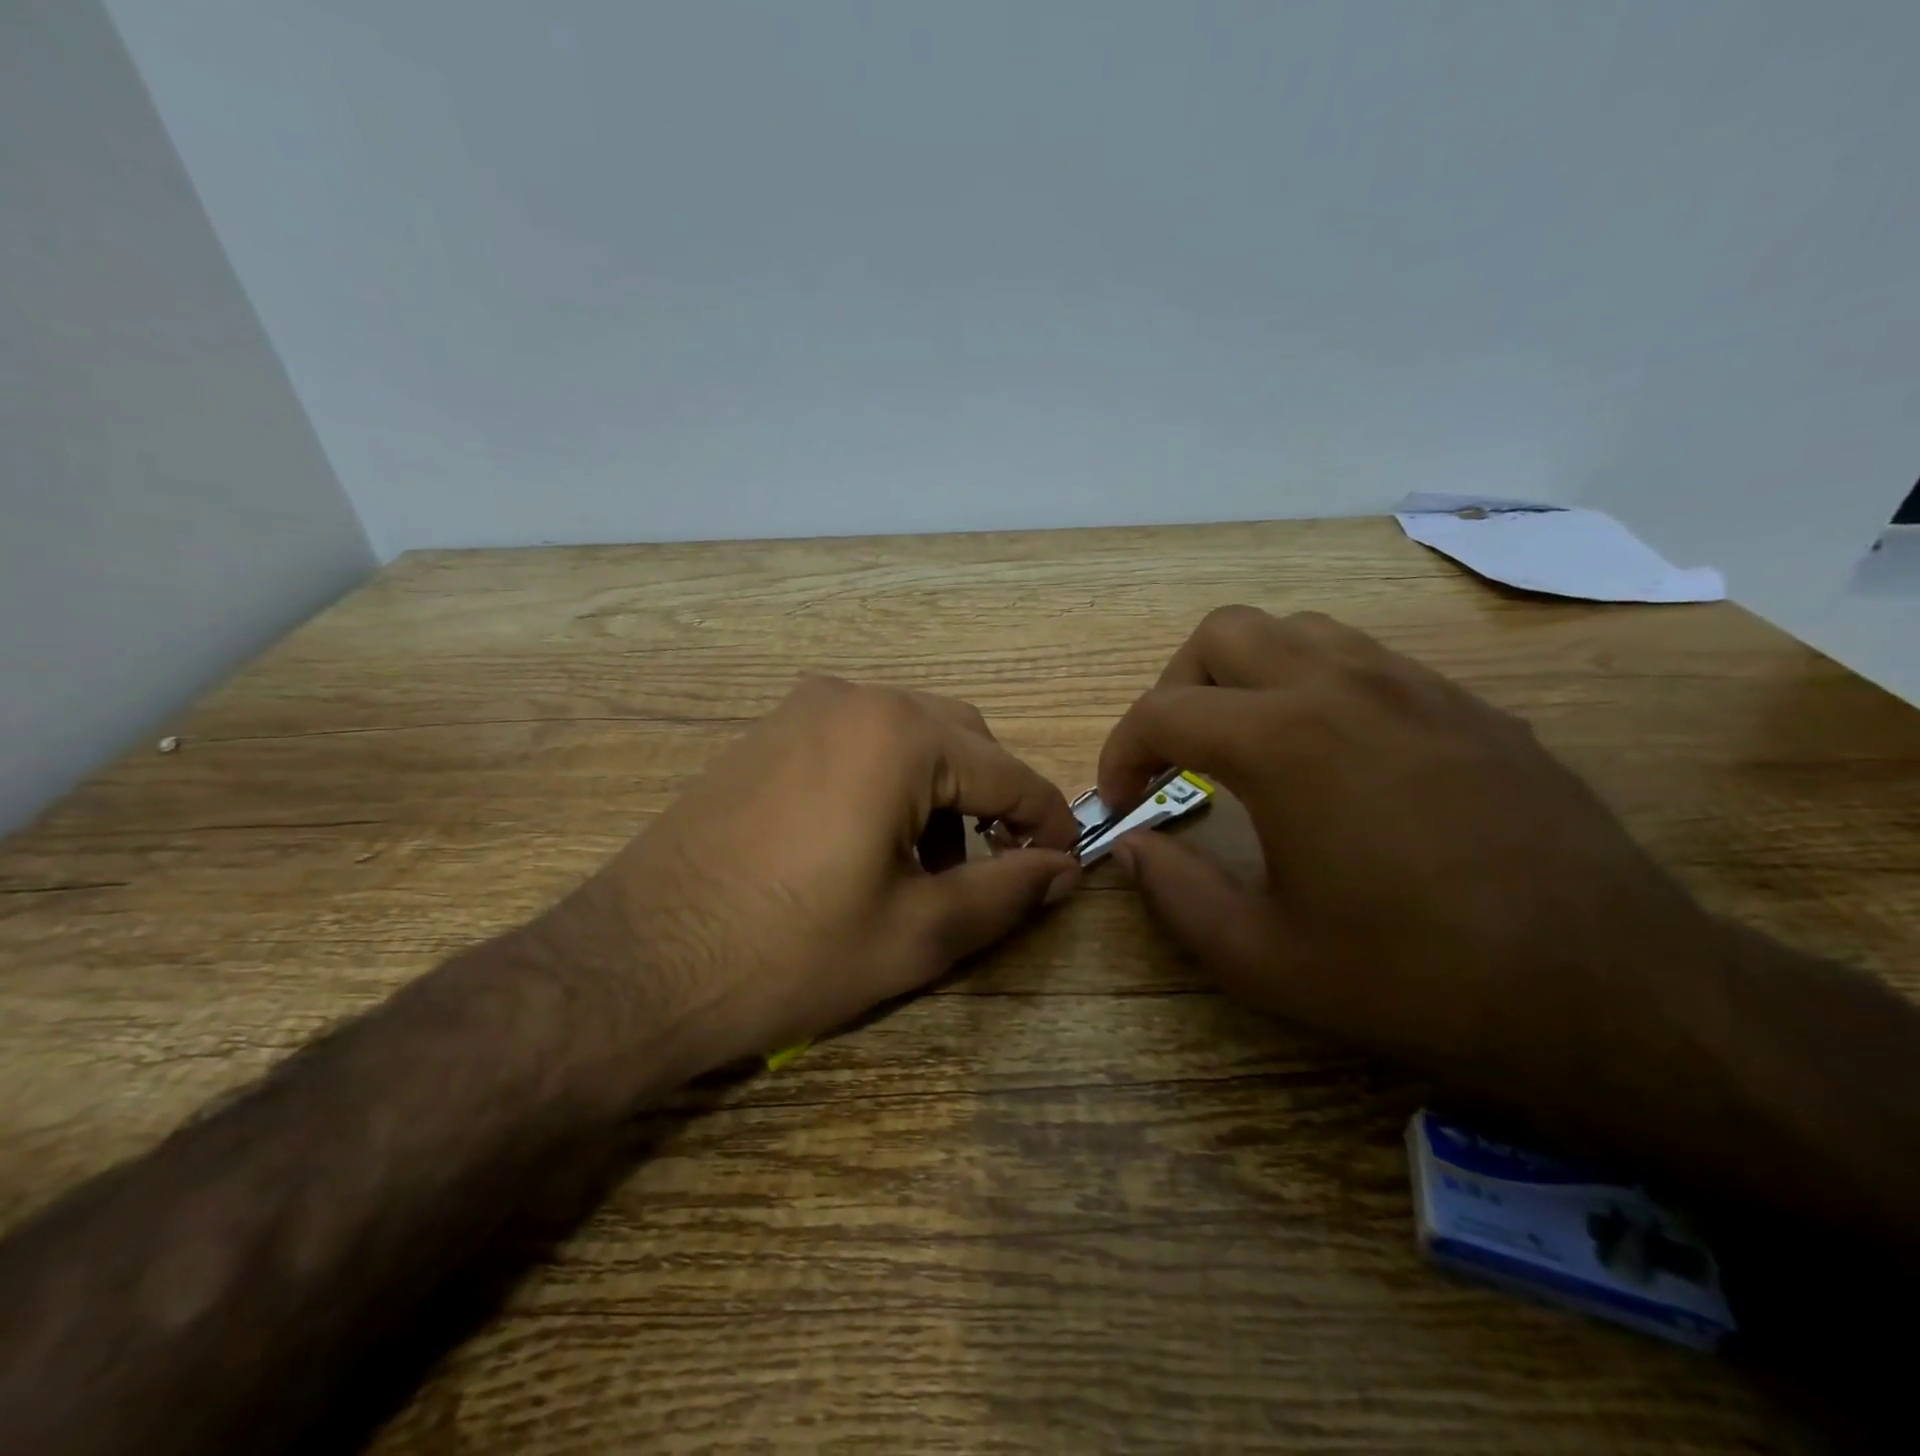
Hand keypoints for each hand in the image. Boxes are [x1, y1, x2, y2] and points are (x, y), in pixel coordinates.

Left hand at [538, 677, 1081, 1081]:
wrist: (633, 966)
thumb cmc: (788, 954)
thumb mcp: (916, 933)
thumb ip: (1006, 892)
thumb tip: (1063, 867)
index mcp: (898, 734)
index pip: (1007, 771)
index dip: (1049, 819)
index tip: (1069, 861)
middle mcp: (853, 698)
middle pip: (960, 738)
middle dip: (991, 801)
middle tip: (997, 867)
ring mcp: (800, 710)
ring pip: (908, 736)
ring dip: (939, 791)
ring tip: (929, 868)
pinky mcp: (765, 735)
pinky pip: (855, 742)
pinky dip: (888, 782)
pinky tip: (870, 843)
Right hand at [1096, 606, 1724, 1109]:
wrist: (1612, 991)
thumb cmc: (1417, 979)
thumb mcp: (1264, 959)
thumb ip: (1175, 893)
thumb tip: (1129, 846)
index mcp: (1284, 742)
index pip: (1162, 711)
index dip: (1120, 753)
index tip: (1120, 802)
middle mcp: (1342, 687)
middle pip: (1222, 633)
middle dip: (1176, 687)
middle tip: (1175, 756)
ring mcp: (1413, 685)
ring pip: (1296, 631)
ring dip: (1246, 676)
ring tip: (1245, 746)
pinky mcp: (1466, 704)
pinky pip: (1364, 660)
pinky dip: (1314, 686)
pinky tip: (1332, 758)